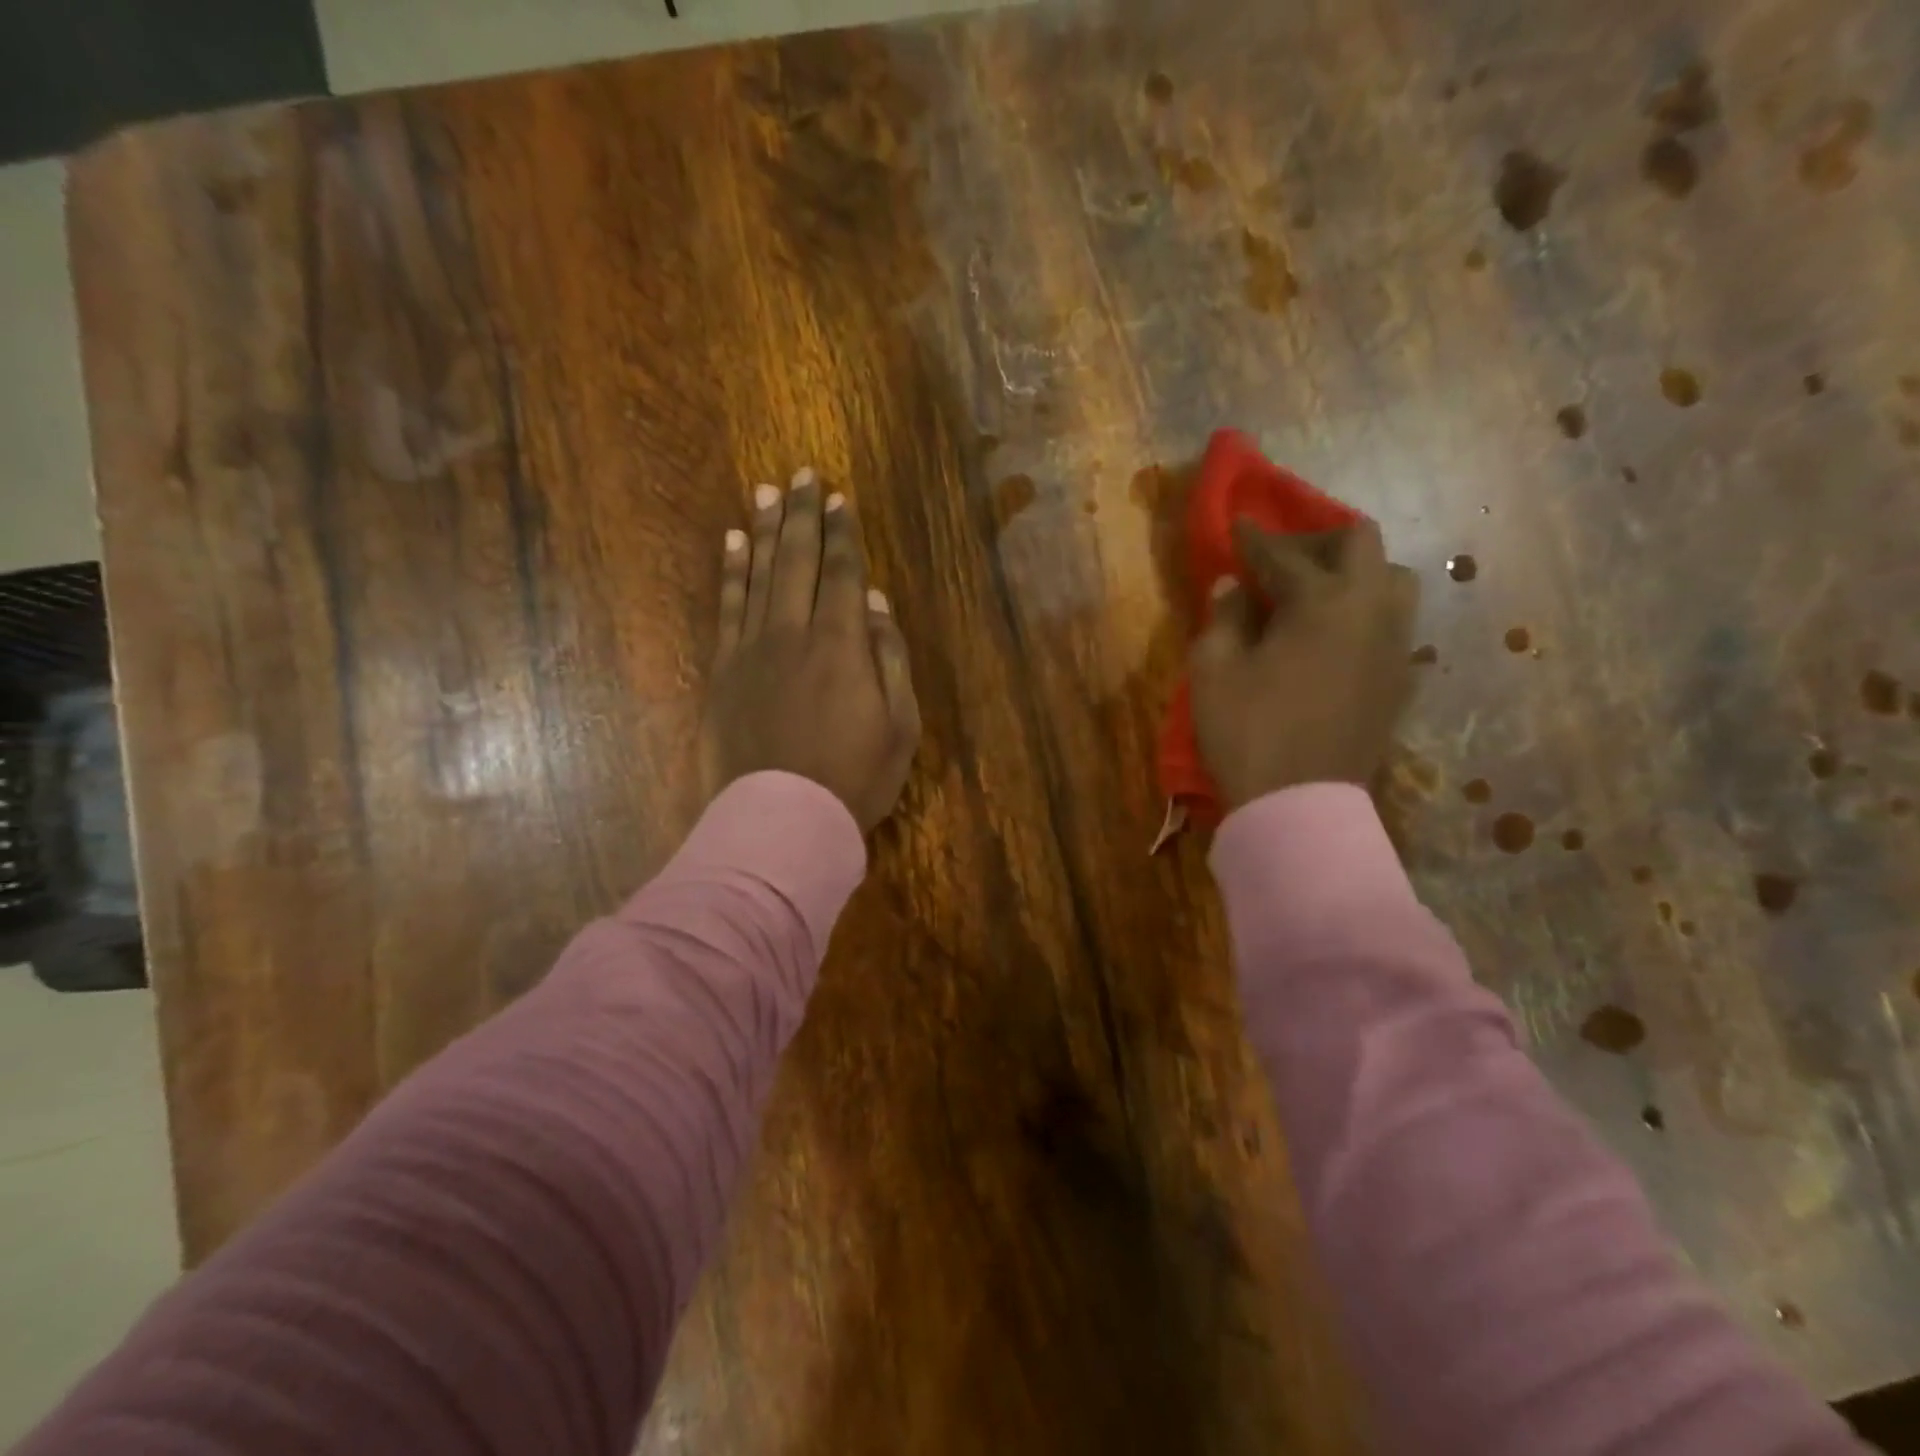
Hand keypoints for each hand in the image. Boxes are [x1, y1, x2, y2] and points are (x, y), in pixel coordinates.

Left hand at [698, 467, 920, 831]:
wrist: (783, 819)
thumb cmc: (855, 778)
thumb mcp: (900, 725)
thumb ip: (889, 657)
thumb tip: (875, 602)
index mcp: (842, 644)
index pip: (842, 573)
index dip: (843, 534)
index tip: (840, 499)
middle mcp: (794, 632)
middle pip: (797, 560)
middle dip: (802, 515)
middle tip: (803, 474)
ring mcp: (753, 649)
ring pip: (759, 574)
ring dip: (764, 530)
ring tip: (767, 492)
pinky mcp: (724, 670)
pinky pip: (727, 608)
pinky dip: (729, 571)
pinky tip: (731, 542)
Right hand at [1189, 518, 1418, 808]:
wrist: (1298, 806)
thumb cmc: (1247, 732)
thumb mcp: (1213, 670)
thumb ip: (1224, 617)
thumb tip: (1233, 586)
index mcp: (1321, 601)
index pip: (1284, 553)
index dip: (1254, 537)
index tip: (1236, 524)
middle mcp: (1370, 610)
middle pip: (1361, 544)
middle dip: (1316, 540)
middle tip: (1280, 559)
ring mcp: (1394, 646)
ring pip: (1392, 580)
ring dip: (1354, 573)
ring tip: (1315, 594)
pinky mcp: (1400, 680)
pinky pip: (1393, 625)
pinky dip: (1364, 614)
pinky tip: (1334, 637)